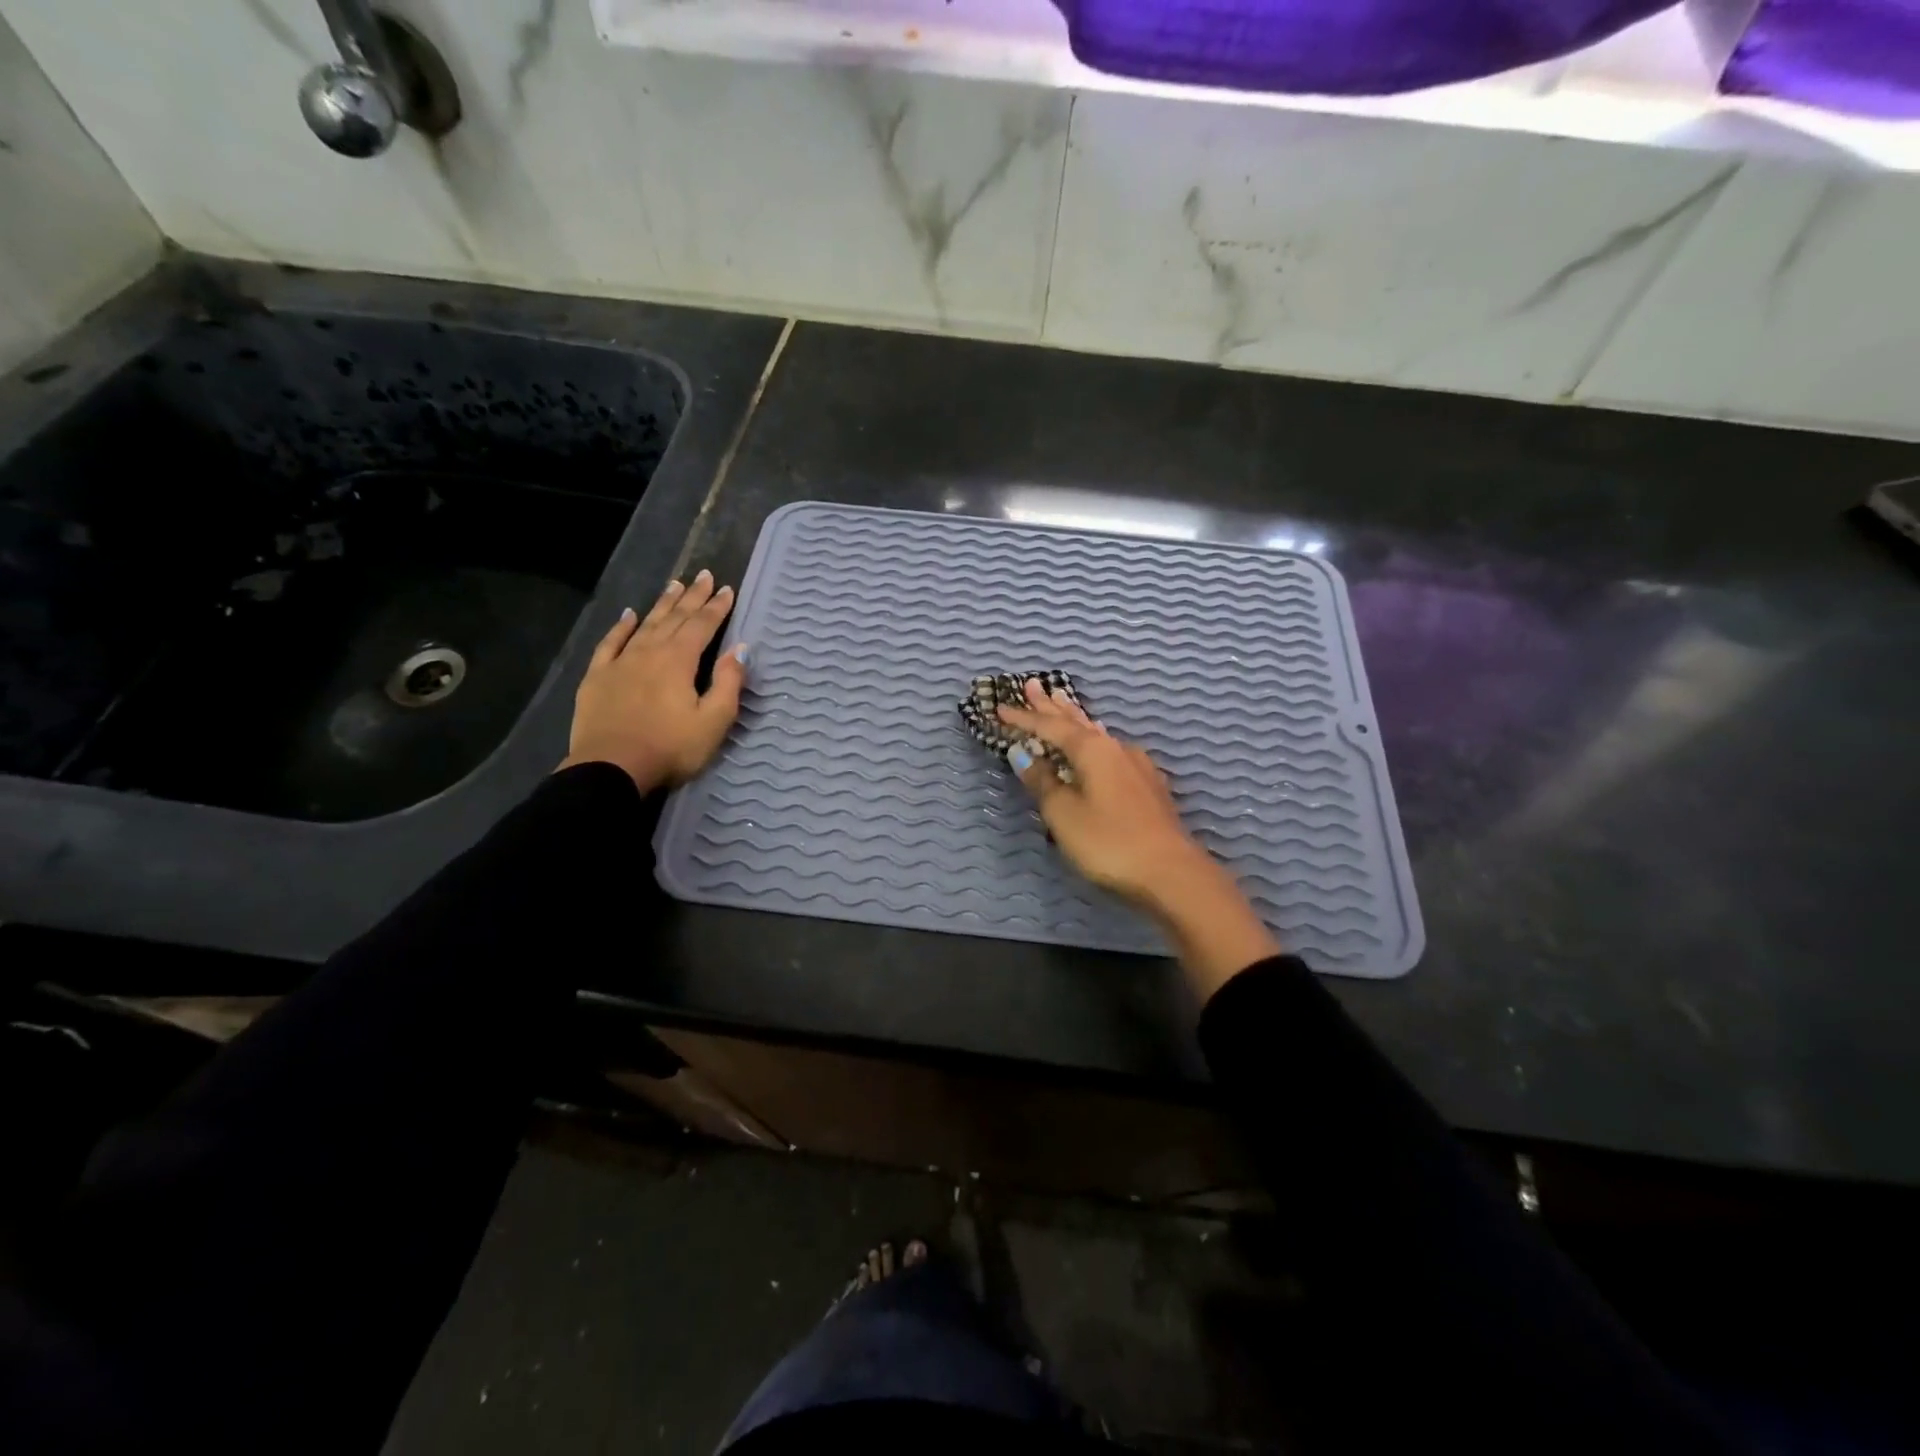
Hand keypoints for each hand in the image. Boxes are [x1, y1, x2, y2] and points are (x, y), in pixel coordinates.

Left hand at [559, 569, 747, 793]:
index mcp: (679, 661)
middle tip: (703, 575)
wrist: (611, 768)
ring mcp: (621, 662)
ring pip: (645, 624)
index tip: (727, 589)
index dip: (716, 607)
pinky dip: (621, 626)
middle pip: (675, 618)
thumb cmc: (670, 748)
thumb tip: (740, 649)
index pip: (702, 626)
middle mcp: (650, 652)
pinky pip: (611, 643)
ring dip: (662, 604)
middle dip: (692, 597)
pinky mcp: (598, 676)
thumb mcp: (713, 721)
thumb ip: (728, 683)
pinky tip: (628, 615)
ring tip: (674, 585)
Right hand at [996, 679, 1202, 907]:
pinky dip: (1095, 739)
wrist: (1171, 872)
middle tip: (1033, 685)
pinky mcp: (1147, 784)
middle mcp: (1114, 748)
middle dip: (1052, 706)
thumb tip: (1022, 754)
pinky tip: (1100, 740)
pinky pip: (1111, 749)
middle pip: (1076, 721)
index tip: (1000, 708)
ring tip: (1062, 702)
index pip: (1050, 727)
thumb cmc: (1108, 841)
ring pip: (1096, 733)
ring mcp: (1135, 765)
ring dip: (1075, 718)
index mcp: (1091, 750)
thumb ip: (1042, 782)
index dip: (1024, 719)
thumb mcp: (1064, 814)